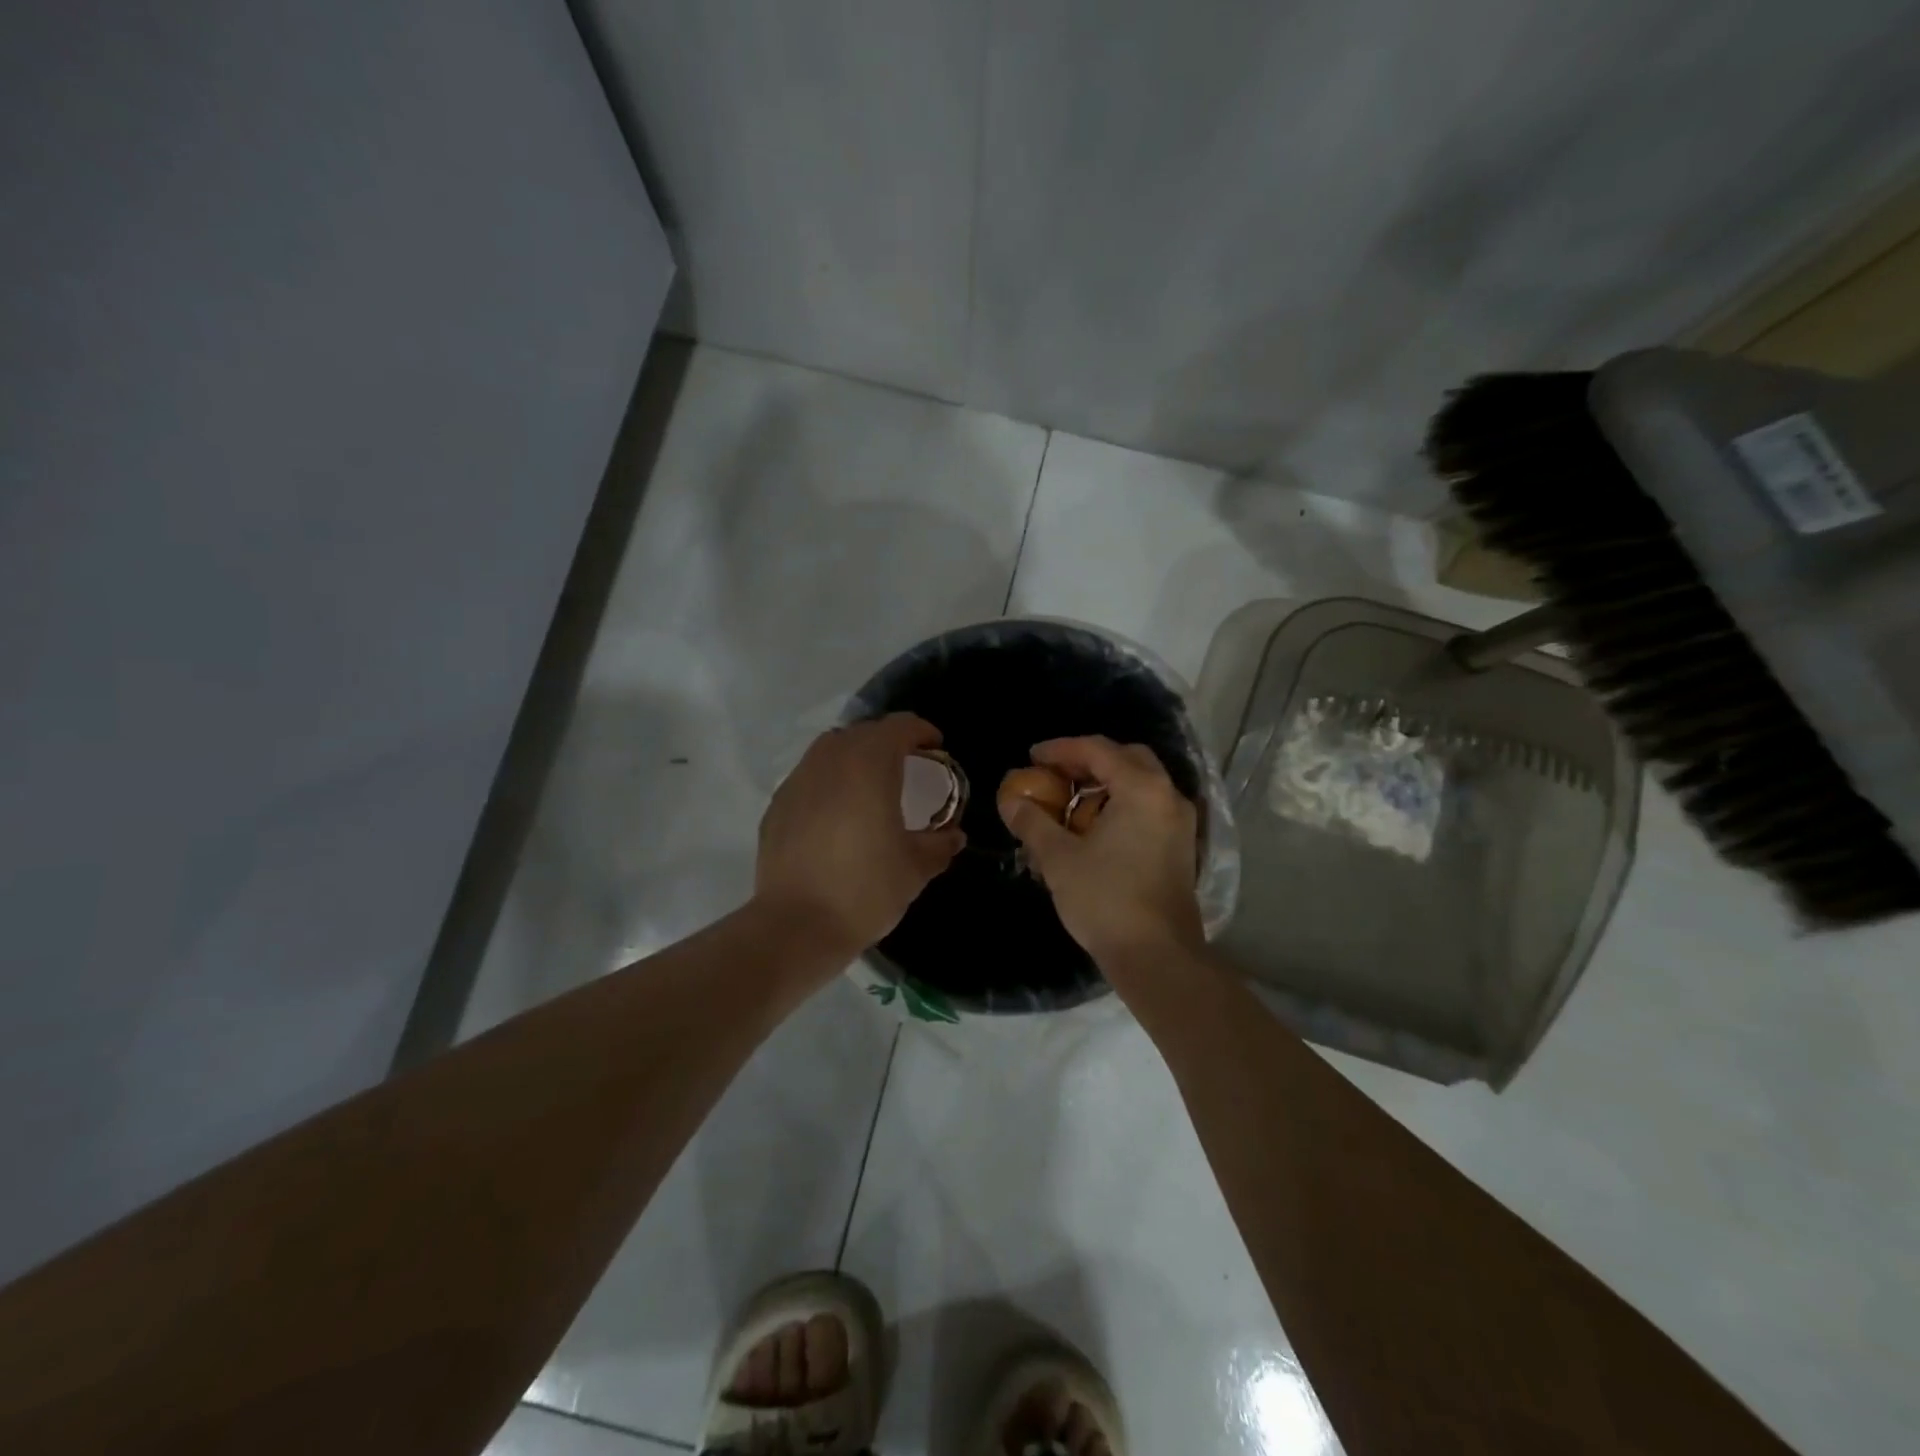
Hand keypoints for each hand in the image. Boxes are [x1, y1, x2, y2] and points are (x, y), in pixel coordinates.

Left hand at [754, 714, 964, 959]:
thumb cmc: (864, 890)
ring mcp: (798, 780)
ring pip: (831, 749)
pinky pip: (809, 776)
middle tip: (908, 766)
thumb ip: (939, 844)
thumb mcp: (916, 869)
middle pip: (864, 732)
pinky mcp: (778, 804)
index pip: (899, 726)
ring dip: (855, 756)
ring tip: (870, 785)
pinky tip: (837, 813)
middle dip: (889, 741)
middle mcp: (830, 760)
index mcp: (869, 765)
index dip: (922, 732)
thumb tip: (953, 836)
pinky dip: (829, 781)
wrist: (796, 926)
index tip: (936, 748)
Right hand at [999, 736, 1205, 983]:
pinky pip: (1148, 807)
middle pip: (1126, 758)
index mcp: (1142, 788)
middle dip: (1087, 760)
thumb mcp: (1059, 858)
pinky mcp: (1181, 846)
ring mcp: (1180, 822)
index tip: (1031, 757)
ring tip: (1070, 801)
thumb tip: (1010, 801)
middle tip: (1055, 773)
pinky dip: (1121, 803)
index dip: (1060, 749)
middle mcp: (1168, 796)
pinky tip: (1095, 827)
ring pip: (1141, 783)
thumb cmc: (1106, 899)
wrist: (1157, 956)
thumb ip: (1033, 822)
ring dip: (1105, 783)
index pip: (1097, 749)